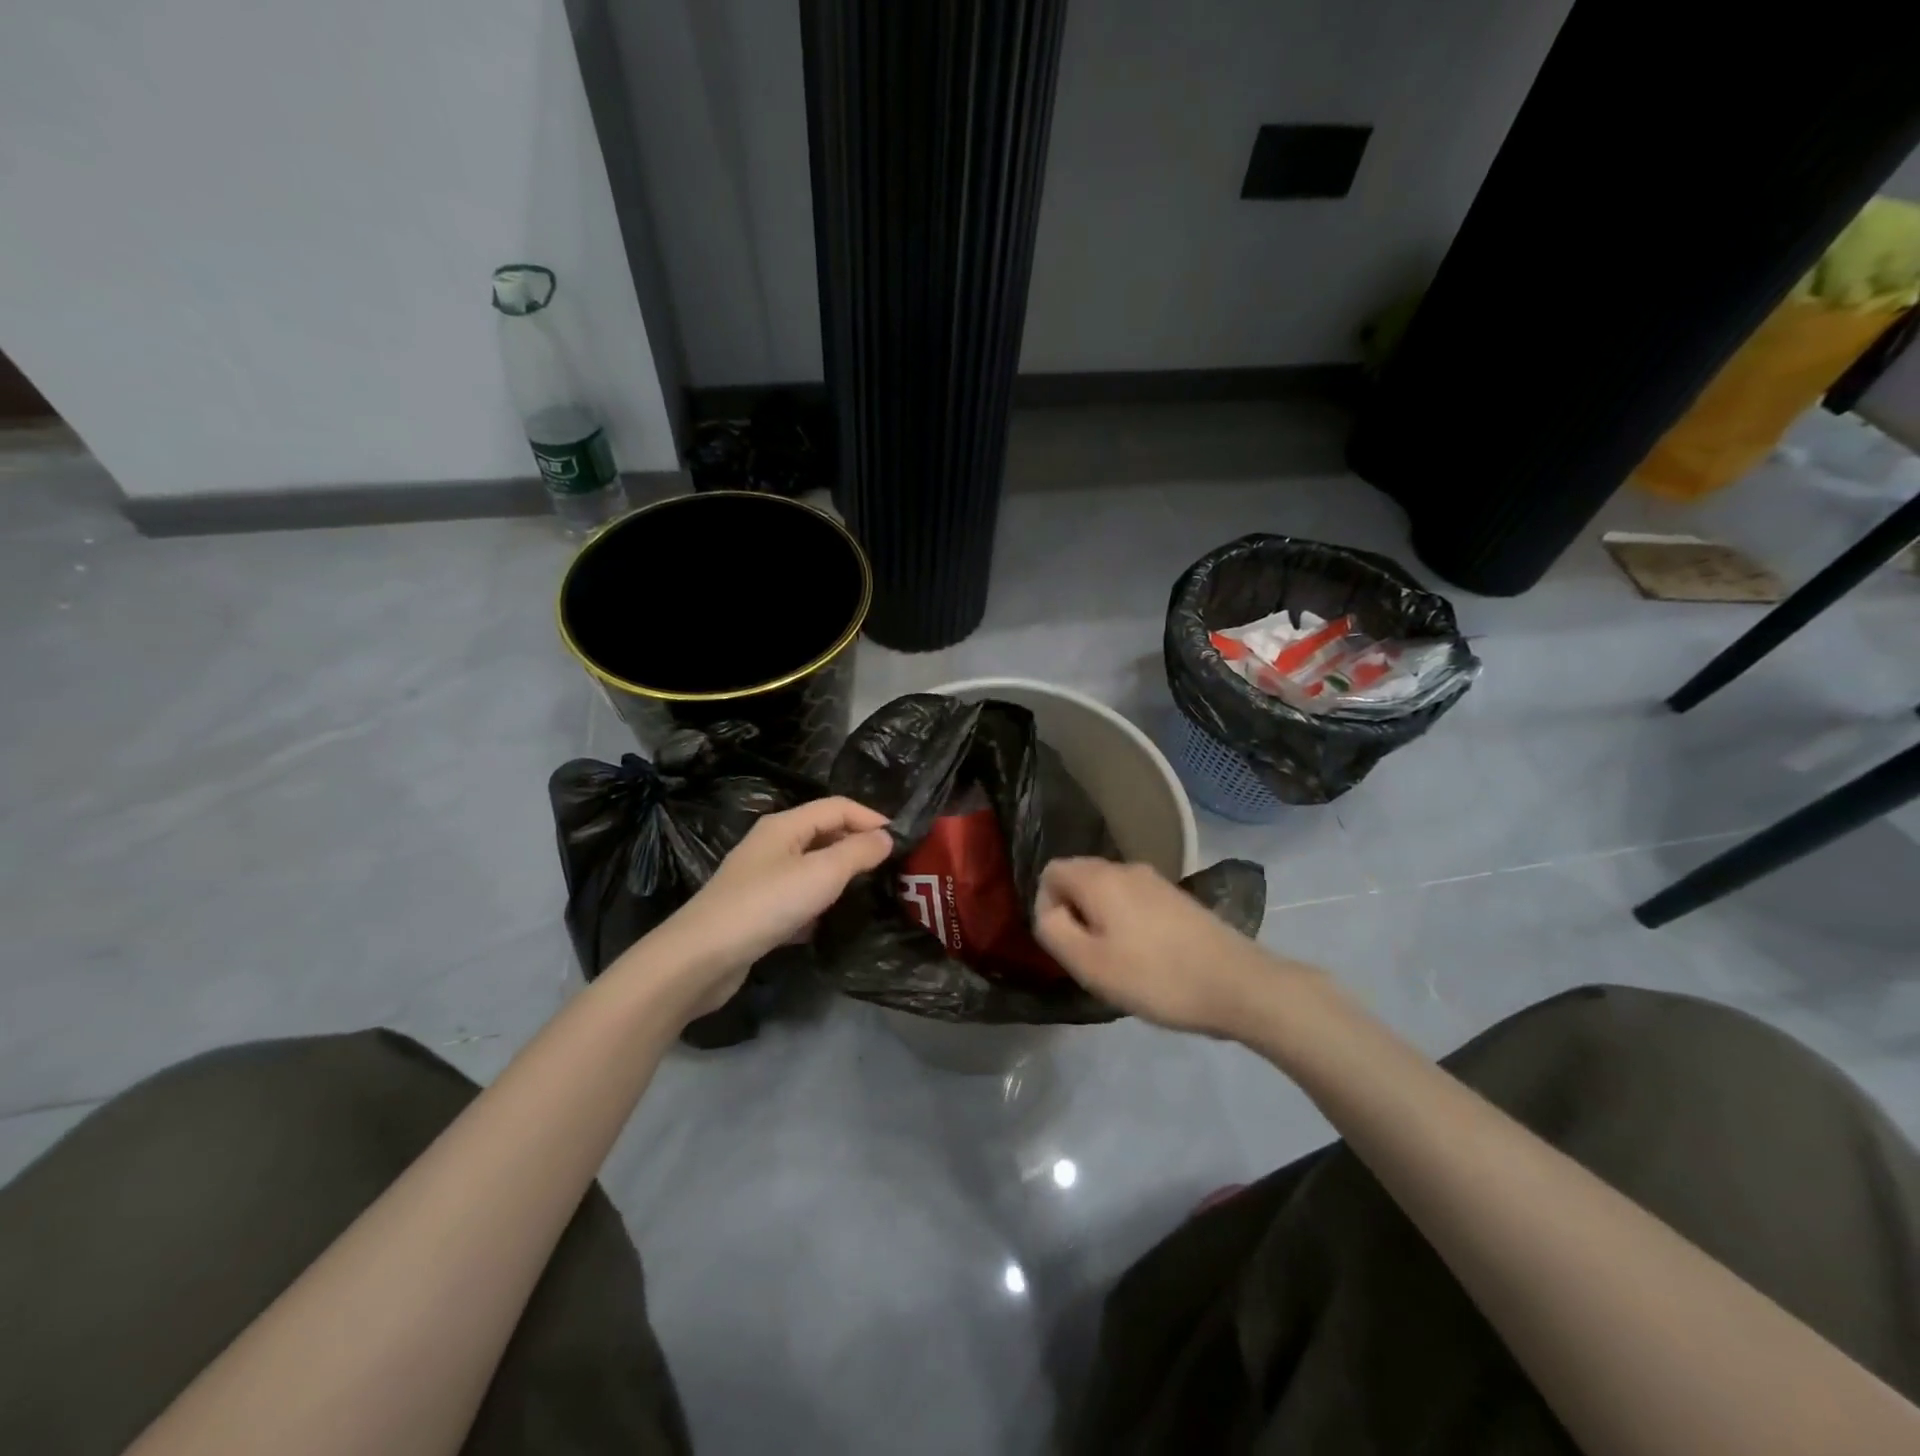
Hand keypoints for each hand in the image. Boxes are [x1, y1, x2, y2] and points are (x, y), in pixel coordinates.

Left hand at [628, 797, 893, 1021]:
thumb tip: (886, 837)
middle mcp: (772, 845)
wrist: (701, 959)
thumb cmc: (765, 905)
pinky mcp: (757, 911)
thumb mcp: (821, 874)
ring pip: (811, 867)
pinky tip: (832, 922)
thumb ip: (858, 852)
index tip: (901, 840)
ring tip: (870, 891)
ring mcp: (761, 879)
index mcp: (784, 826)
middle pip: (823, 833)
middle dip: (857, 844)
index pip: (837, 806)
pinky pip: (798, 897)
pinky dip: (819, 903)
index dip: (870, 817)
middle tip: (891, 867)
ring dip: (840, 875)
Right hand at [1033, 857, 1285, 1036]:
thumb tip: (1050, 912)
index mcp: (1100, 878)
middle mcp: (1126, 868)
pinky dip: (1128, 925)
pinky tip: (1148, 960)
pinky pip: (1135, 903)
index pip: (1051, 872)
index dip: (1046, 906)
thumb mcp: (1089, 963)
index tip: (1065, 945)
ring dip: (1102, 923)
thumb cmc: (1155, 976)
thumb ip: (1054, 930)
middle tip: (1090, 958)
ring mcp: (1156, 882)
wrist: (1238, 984)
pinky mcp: (1178, 899)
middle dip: (1074, 915)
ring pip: (1108, 893)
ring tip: (1119, 964)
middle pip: (1079, 879)